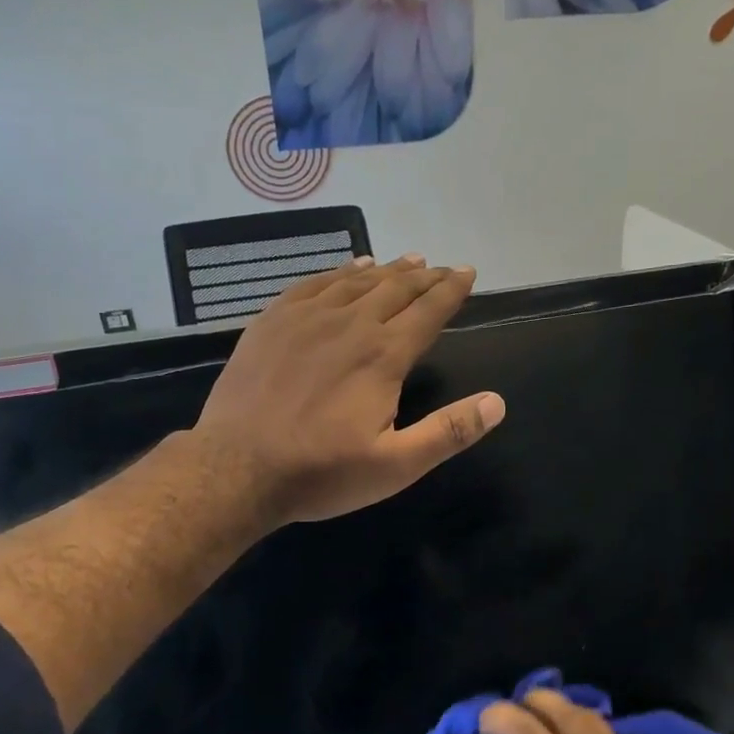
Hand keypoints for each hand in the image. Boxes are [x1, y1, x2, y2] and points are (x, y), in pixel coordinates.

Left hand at [193, 256, 504, 528]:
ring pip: (356, 280)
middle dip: (425, 276)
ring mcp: (306, 318)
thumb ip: (449, 431)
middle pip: (396, 288)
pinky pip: (313, 283)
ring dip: (387, 269)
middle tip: (443, 267)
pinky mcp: (272, 322)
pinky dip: (339, 271)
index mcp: (384, 355)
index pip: (428, 311)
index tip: (467, 273)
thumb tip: (497, 402)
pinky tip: (349, 267)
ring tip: (407, 260)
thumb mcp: (396, 466)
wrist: (236, 469)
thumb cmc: (321, 472)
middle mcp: (350, 324)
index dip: (452, 290)